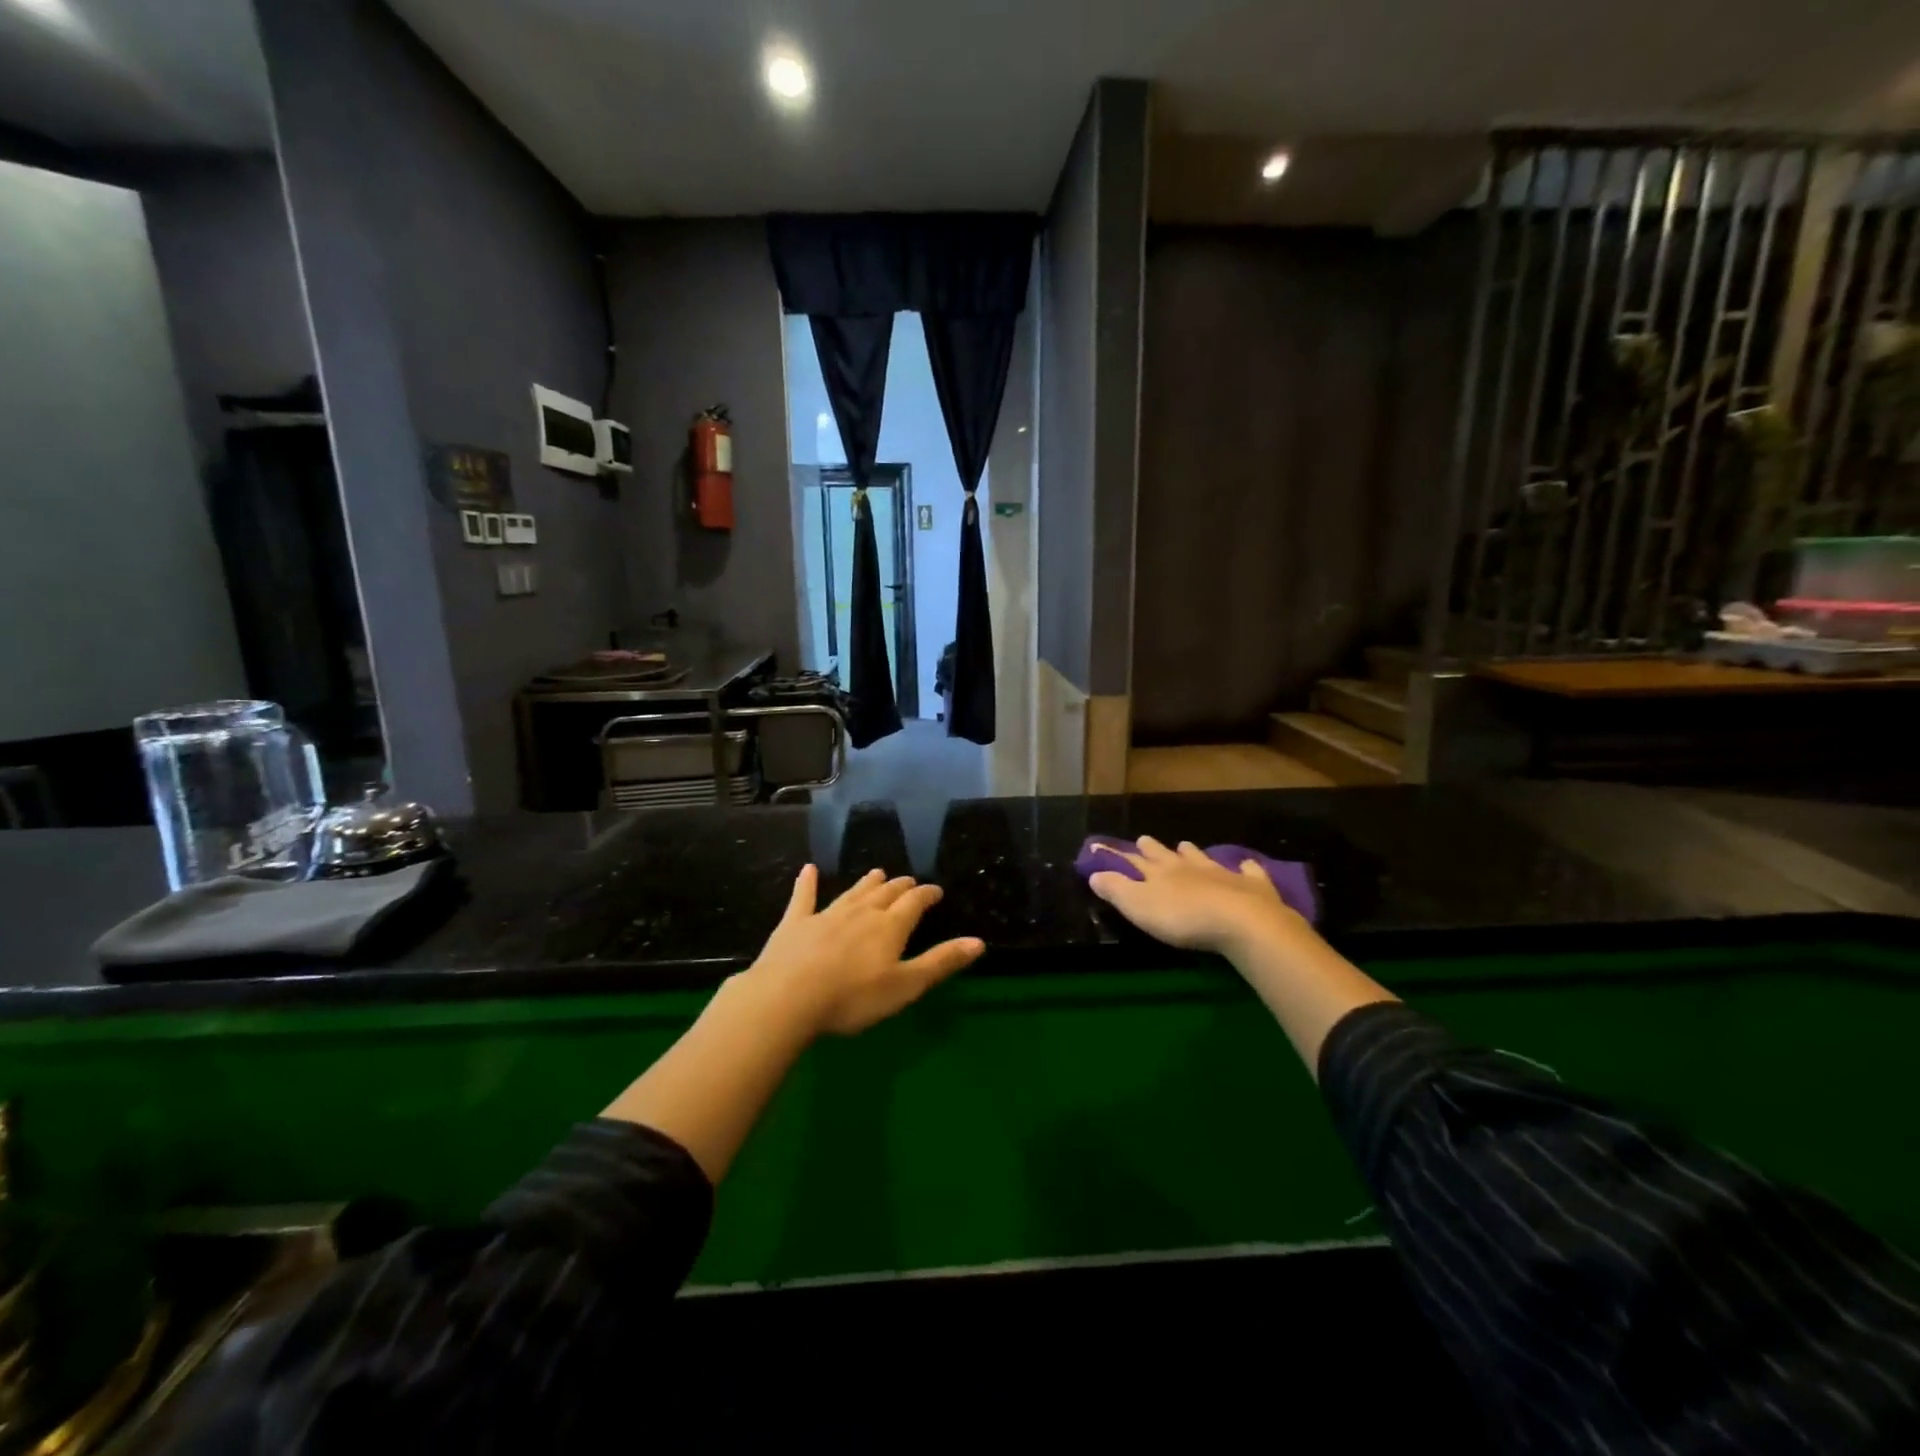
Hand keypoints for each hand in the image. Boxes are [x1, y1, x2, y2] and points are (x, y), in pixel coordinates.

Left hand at [741, 865, 984, 1036]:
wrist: (789, 997)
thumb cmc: (853, 997)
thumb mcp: (905, 986)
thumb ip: (940, 962)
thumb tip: (978, 942)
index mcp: (890, 927)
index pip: (914, 902)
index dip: (927, 895)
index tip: (936, 891)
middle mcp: (861, 912)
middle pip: (885, 894)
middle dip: (900, 886)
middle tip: (909, 881)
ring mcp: (826, 915)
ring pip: (853, 893)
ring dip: (867, 883)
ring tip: (878, 872)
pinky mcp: (795, 923)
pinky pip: (804, 897)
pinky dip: (807, 883)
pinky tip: (808, 869)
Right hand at [1087, 836, 1303, 957]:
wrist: (1240, 921)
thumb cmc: (1182, 917)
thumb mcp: (1138, 906)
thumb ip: (1115, 889)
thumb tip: (1094, 873)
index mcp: (1159, 872)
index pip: (1134, 860)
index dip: (1119, 854)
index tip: (1107, 846)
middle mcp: (1187, 866)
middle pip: (1166, 854)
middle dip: (1154, 848)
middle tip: (1145, 840)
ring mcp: (1221, 872)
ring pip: (1202, 857)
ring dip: (1192, 853)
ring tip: (1186, 846)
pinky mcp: (1251, 885)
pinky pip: (1248, 871)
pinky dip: (1245, 868)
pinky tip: (1247, 865)